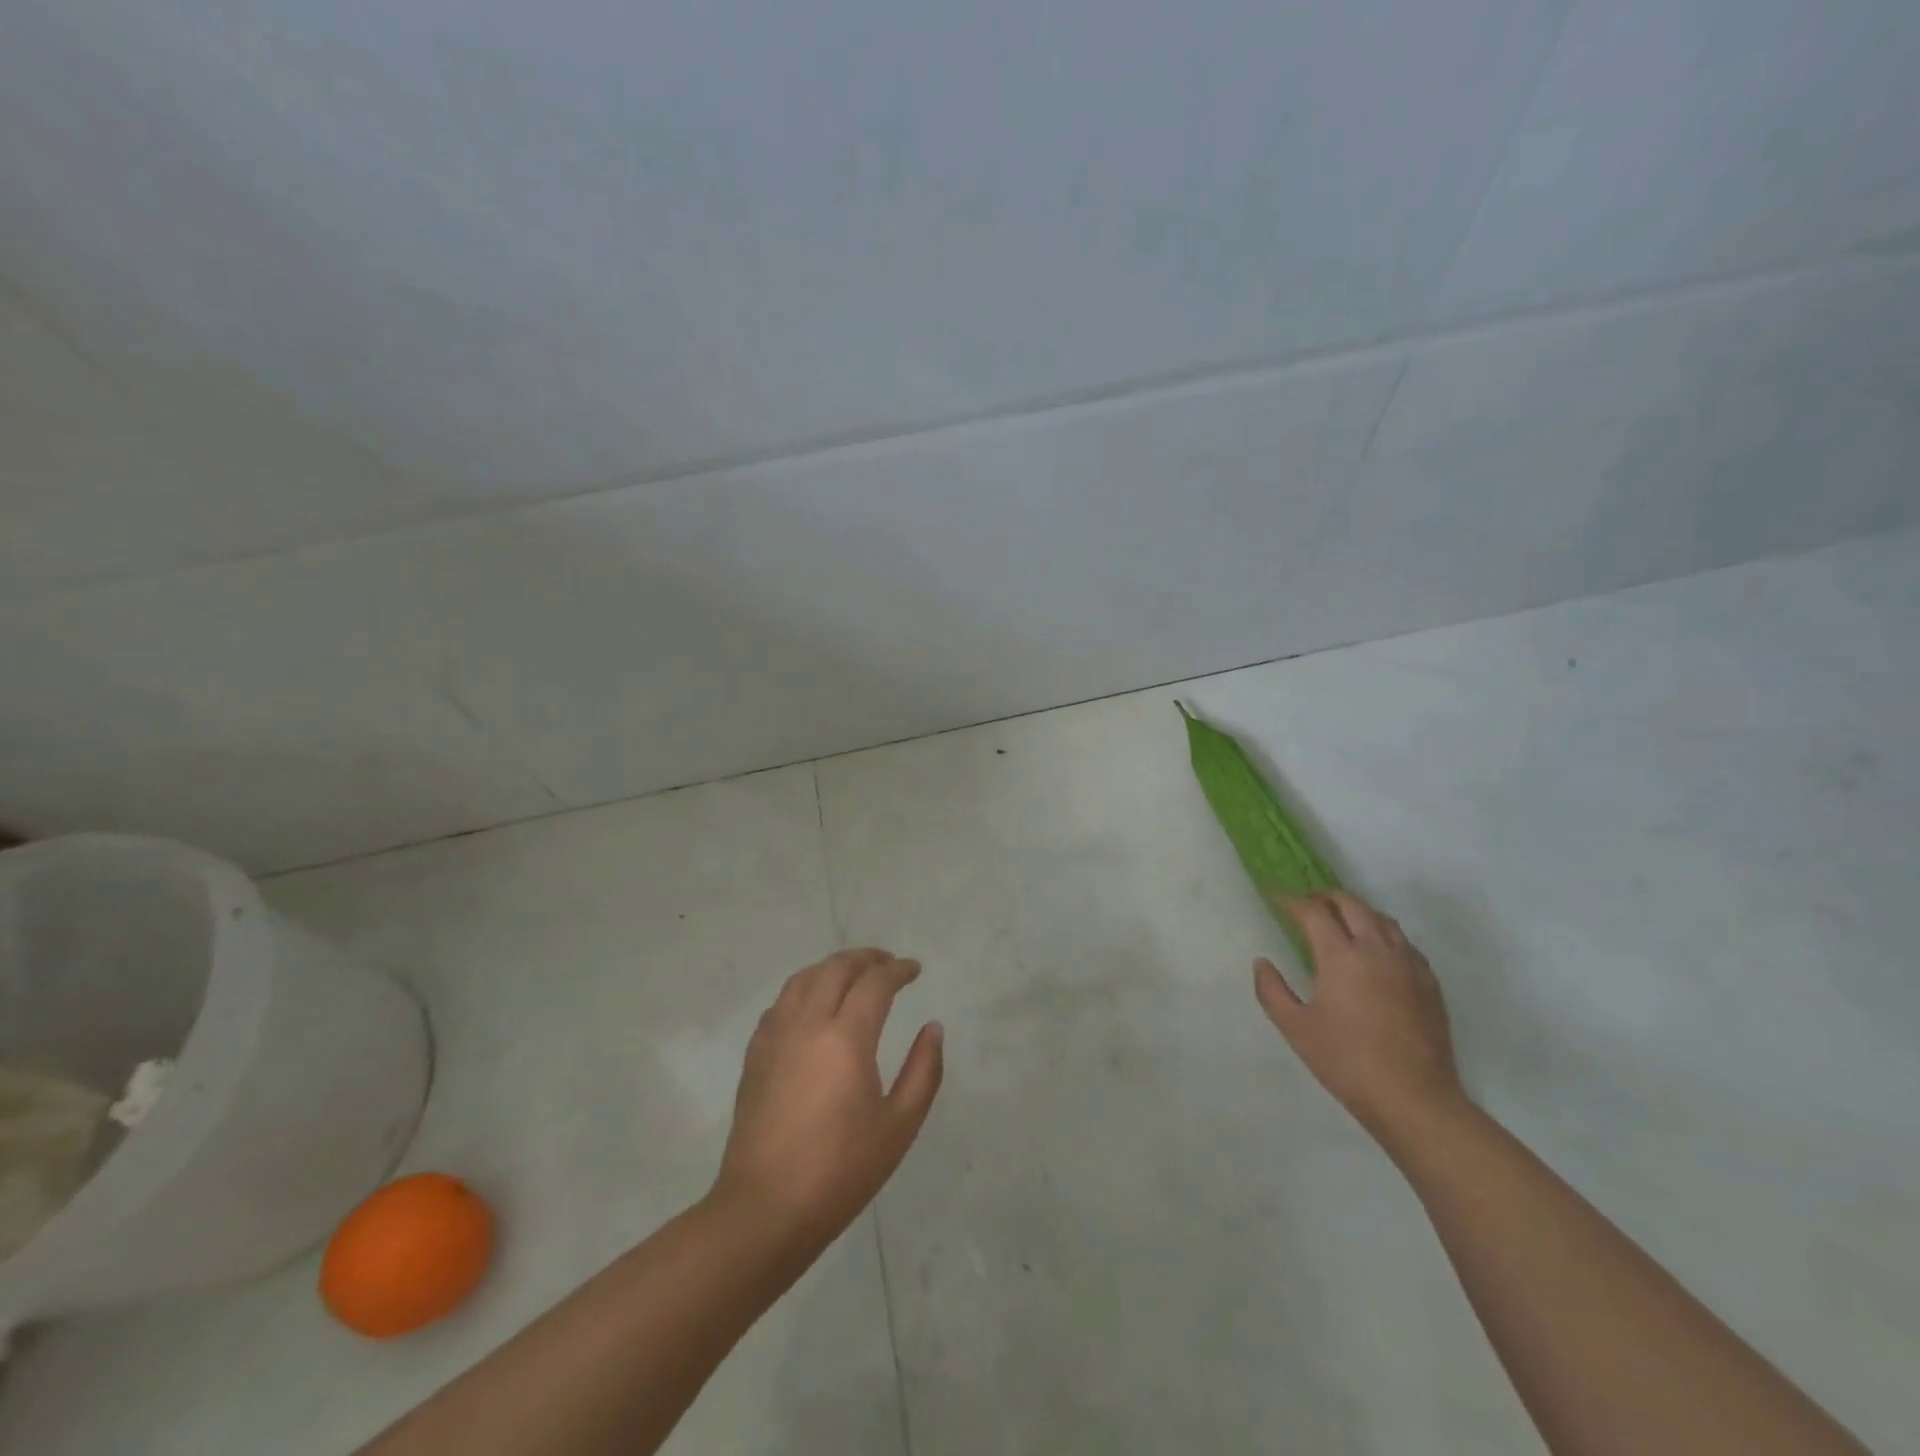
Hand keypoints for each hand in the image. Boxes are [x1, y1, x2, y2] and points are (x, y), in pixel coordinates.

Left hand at [712, 948, 943, 1248]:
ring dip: (831, 967)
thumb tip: (932, 1028)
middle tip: (887, 963)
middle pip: (835, 968)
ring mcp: (775, 1037)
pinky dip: (803, 990)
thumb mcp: (899, 1126)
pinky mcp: (755, 1055)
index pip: (875, 983)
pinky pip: (780, 1003)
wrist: (766, 1209)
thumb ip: (923, 1071)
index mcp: (846, 1037)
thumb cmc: (841, 1170)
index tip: (914, 970)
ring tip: (852, 974)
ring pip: (803, 979)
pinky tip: (812, 1006)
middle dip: (865, 958)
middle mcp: (808, 1024)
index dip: (897, 970)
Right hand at [1255, 891, 1464, 1144]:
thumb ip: (1272, 990)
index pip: (1314, 912)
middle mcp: (1376, 949)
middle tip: (1307, 904)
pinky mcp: (1429, 982)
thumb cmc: (1346, 1061)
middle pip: (1352, 904)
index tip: (1276, 899)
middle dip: (1326, 897)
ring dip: (1357, 911)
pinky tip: (1375, 952)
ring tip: (1341, 921)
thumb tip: (1262, 963)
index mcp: (1341, 956)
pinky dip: (1383, 934)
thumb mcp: (1295, 1028)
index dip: (1292, 902)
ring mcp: (1408, 964)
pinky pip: (1404, 942)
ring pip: (1382, 919)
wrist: (1414, 1099)